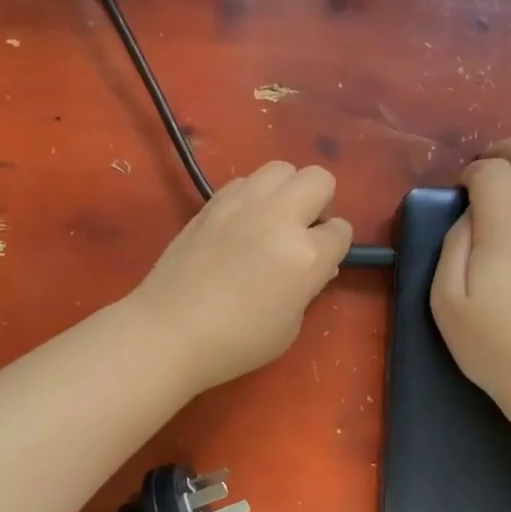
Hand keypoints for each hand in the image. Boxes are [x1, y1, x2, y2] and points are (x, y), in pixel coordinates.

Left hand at [129, 162, 352, 392]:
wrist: (169, 331)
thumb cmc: (236, 342)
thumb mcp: (290, 326)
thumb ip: (308, 286)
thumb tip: (316, 264)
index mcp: (306, 255)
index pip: (341, 230)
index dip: (335, 246)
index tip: (322, 260)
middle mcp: (279, 217)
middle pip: (318, 179)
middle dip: (319, 203)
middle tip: (302, 232)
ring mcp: (242, 204)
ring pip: (281, 169)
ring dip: (285, 191)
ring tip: (271, 222)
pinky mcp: (212, 203)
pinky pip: (245, 181)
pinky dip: (252, 196)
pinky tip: (240, 225)